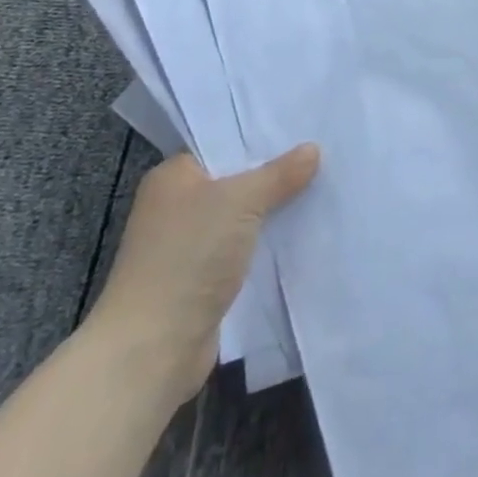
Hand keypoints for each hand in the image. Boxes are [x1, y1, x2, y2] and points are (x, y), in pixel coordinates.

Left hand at [84, 145, 319, 407]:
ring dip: (276, 211)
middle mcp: (177, 206)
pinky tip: (306, 232)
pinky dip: (270, 243)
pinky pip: (246, 248)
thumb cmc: (188, 257)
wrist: (152, 349)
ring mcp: (189, 246)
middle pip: (237, 180)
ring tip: (325, 189)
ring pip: (244, 217)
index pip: (224, 144)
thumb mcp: (241, 201)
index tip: (304, 128)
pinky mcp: (204, 279)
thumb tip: (312, 150)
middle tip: (325, 155)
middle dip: (277, 174)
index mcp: (173, 177)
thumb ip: (279, 173)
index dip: (262, 137)